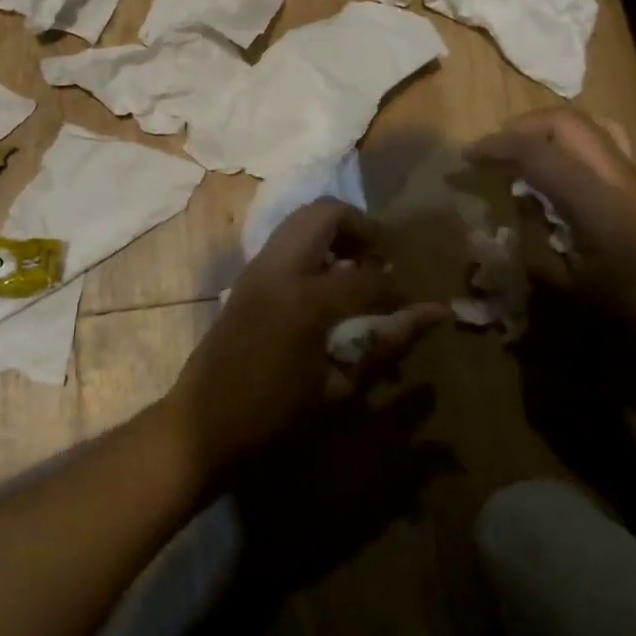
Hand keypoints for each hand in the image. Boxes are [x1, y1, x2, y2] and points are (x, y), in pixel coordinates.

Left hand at [165, 199, 444, 474]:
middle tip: (379, 263)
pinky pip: (287, 237)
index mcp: (306, 299)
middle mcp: (281, 267)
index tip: (411, 304)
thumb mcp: (337, 387)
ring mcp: (258, 264)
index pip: (368, 276)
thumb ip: (385, 344)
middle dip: (362, 229)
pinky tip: (324, 284)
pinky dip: (313, 244)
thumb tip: (433, 314)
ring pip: (304, 217)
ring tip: (354, 271)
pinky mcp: (247, 272)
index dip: (397, 288)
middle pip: (328, 212)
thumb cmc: (273, 415)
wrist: (202, 422)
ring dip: (336, 232)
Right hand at [467, 107, 635, 346]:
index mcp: (598, 206)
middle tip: (491, 151)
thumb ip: (529, 226)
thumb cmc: (603, 314)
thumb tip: (514, 190)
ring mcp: (631, 176)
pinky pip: (593, 140)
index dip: (498, 146)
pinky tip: (545, 168)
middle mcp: (619, 179)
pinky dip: (560, 142)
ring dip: (541, 131)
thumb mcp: (551, 280)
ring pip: (581, 124)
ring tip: (515, 154)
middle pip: (565, 122)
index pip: (540, 152)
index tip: (467, 156)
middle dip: (520, 128)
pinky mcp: (633, 181)